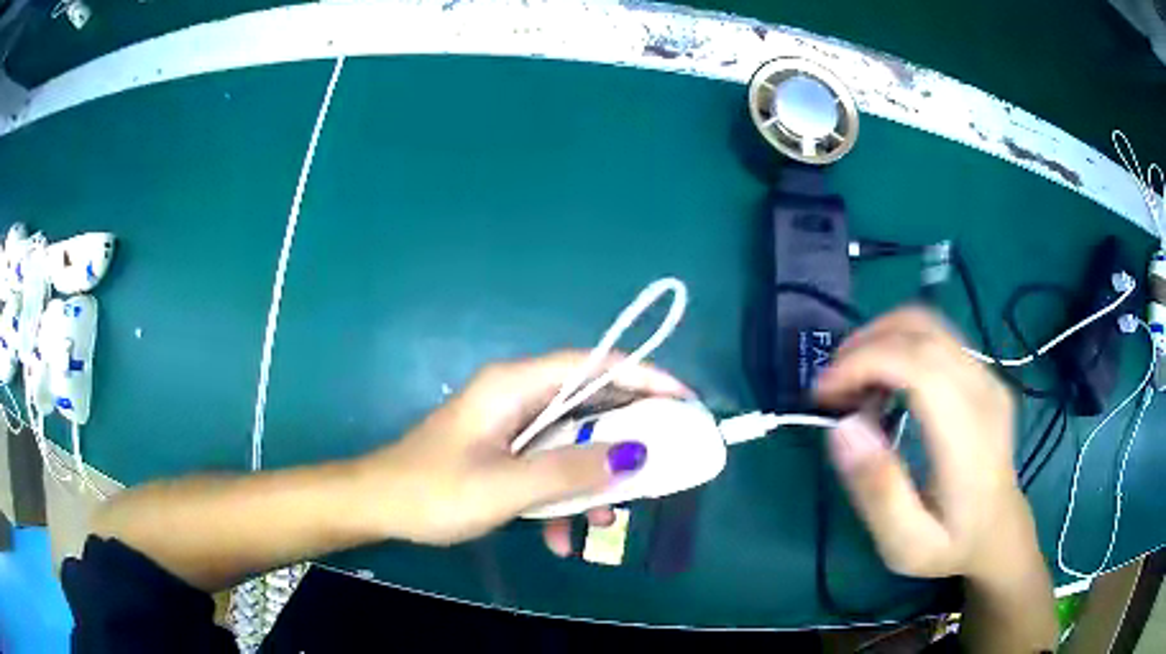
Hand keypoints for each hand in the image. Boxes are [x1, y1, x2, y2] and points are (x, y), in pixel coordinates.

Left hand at [355, 350, 691, 551]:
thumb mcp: (506, 487)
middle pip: (589, 404)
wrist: (378, 506)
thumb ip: (571, 469)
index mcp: (515, 386)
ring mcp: (509, 425)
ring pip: (570, 442)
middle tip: (662, 465)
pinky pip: (546, 466)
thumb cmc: (434, 491)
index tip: (684, 403)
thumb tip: (635, 455)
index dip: (645, 377)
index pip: (595, 365)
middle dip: (625, 438)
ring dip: (590, 480)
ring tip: (604, 523)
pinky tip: (557, 539)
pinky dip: (558, 497)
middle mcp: (517, 396)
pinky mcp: (502, 452)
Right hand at [814, 307, 1030, 581]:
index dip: (864, 362)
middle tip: (830, 388)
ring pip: (927, 323)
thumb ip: (879, 491)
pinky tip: (884, 382)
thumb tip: (843, 428)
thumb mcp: (907, 544)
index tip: (823, 393)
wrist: (999, 532)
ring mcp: (987, 374)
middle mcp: (984, 389)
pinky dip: (898, 344)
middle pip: (921, 330)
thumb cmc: (951, 546)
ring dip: (879, 339)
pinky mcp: (983, 371)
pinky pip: (935, 336)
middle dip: (864, 346)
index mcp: (969, 434)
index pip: (918, 364)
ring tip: (852, 382)